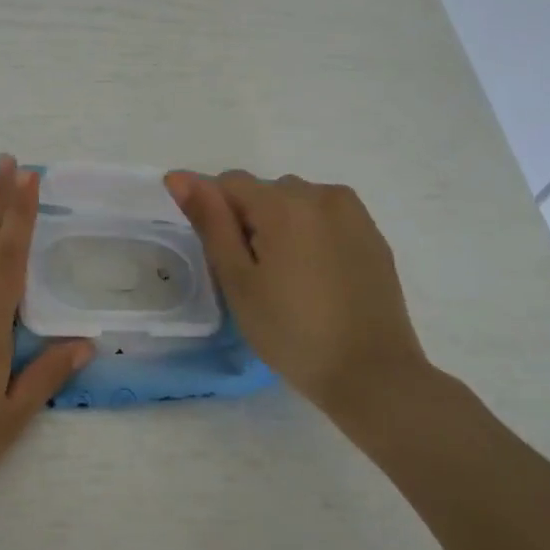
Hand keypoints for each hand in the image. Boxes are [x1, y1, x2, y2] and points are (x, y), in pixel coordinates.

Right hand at [164, 170, 433, 432]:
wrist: (372, 374)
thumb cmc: (291, 331)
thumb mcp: (238, 279)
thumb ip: (209, 221)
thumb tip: (178, 176)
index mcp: (283, 203)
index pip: (228, 182)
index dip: (216, 215)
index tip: (224, 258)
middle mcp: (320, 194)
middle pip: (264, 191)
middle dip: (250, 221)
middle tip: (255, 276)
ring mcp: (352, 213)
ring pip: (296, 202)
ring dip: (282, 225)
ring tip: (288, 278)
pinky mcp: (372, 234)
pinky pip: (326, 217)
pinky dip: (311, 235)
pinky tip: (316, 278)